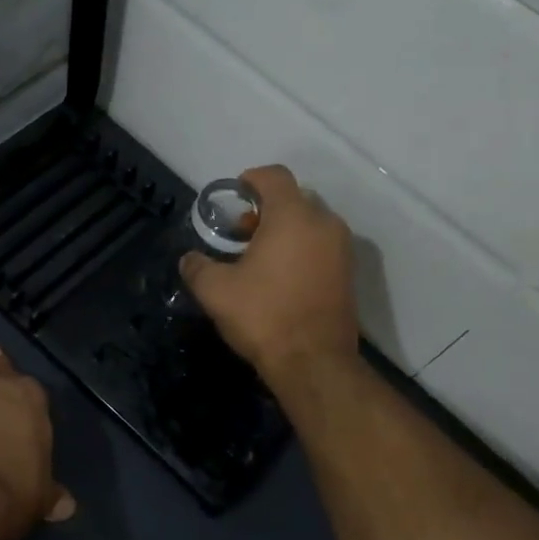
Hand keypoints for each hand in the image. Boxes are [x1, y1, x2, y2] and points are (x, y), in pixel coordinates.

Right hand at [178, 164, 359, 385]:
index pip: (275, 177)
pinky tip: (280, 276)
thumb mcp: (215, 291)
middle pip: (294, 199)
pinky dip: (302, 248)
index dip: (252, 179)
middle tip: (241, 233)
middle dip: (266, 209)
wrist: (314, 363)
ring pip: (310, 223)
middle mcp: (324, 224)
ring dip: (284, 230)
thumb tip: (189, 259)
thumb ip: (198, 267)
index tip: (235, 193)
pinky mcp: (349, 274)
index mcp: (293, 216)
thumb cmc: (264, 316)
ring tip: (258, 257)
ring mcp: (341, 249)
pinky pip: (322, 245)